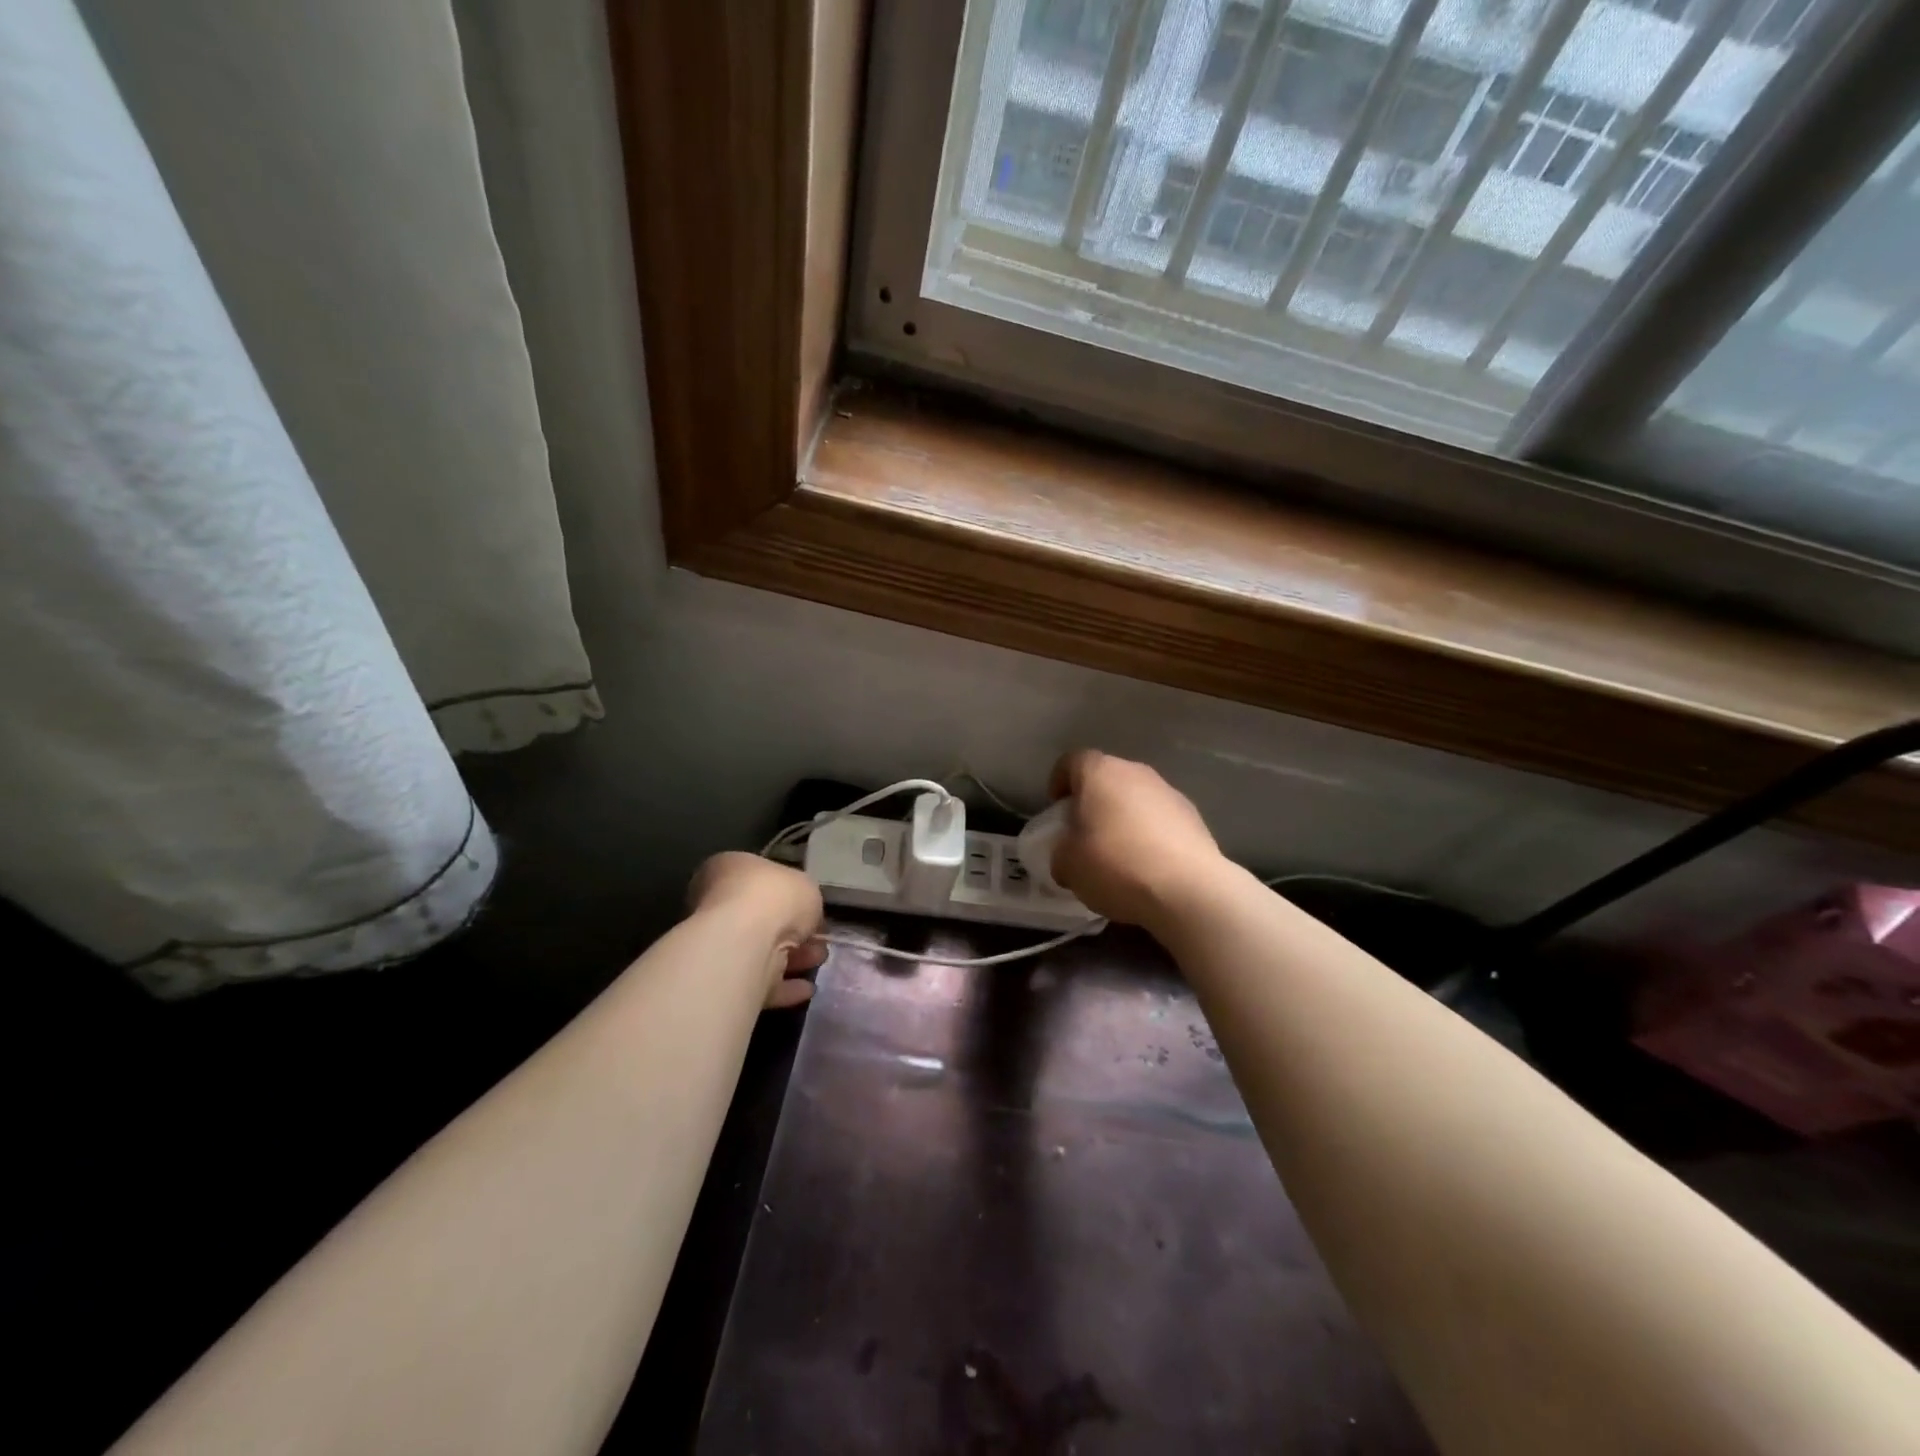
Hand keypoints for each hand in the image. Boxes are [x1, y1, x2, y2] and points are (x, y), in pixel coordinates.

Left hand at [687, 852, 825, 1007]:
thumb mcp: (806, 885)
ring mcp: (717, 943)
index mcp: (729, 869)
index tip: (813, 910)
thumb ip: (805, 898)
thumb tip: (805, 915)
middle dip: (795, 932)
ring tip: (820, 961)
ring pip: (761, 951)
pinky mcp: (722, 979)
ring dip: (794, 958)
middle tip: (820, 940)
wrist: (743, 942)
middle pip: (762, 919)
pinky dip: (783, 987)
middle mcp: (716, 904)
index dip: (790, 896)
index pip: (760, 880)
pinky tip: (807, 989)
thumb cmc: (773, 896)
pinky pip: (758, 982)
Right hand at [1045, 750, 1224, 927]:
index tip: (1057, 810)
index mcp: (1100, 773)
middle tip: (1085, 833)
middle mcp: (1136, 772)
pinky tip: (1148, 865)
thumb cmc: (1116, 866)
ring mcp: (1169, 792)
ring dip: (1125, 817)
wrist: (1188, 890)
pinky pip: (1161, 819)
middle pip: (1107, 778)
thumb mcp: (1068, 865)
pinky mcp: (1195, 817)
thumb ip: (1062, 851)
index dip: (1059, 782)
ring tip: (1119, 854)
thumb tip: (1071, 853)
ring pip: (1136, 798)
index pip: (1071, 762)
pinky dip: (1151, 834)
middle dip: (1094, 802)